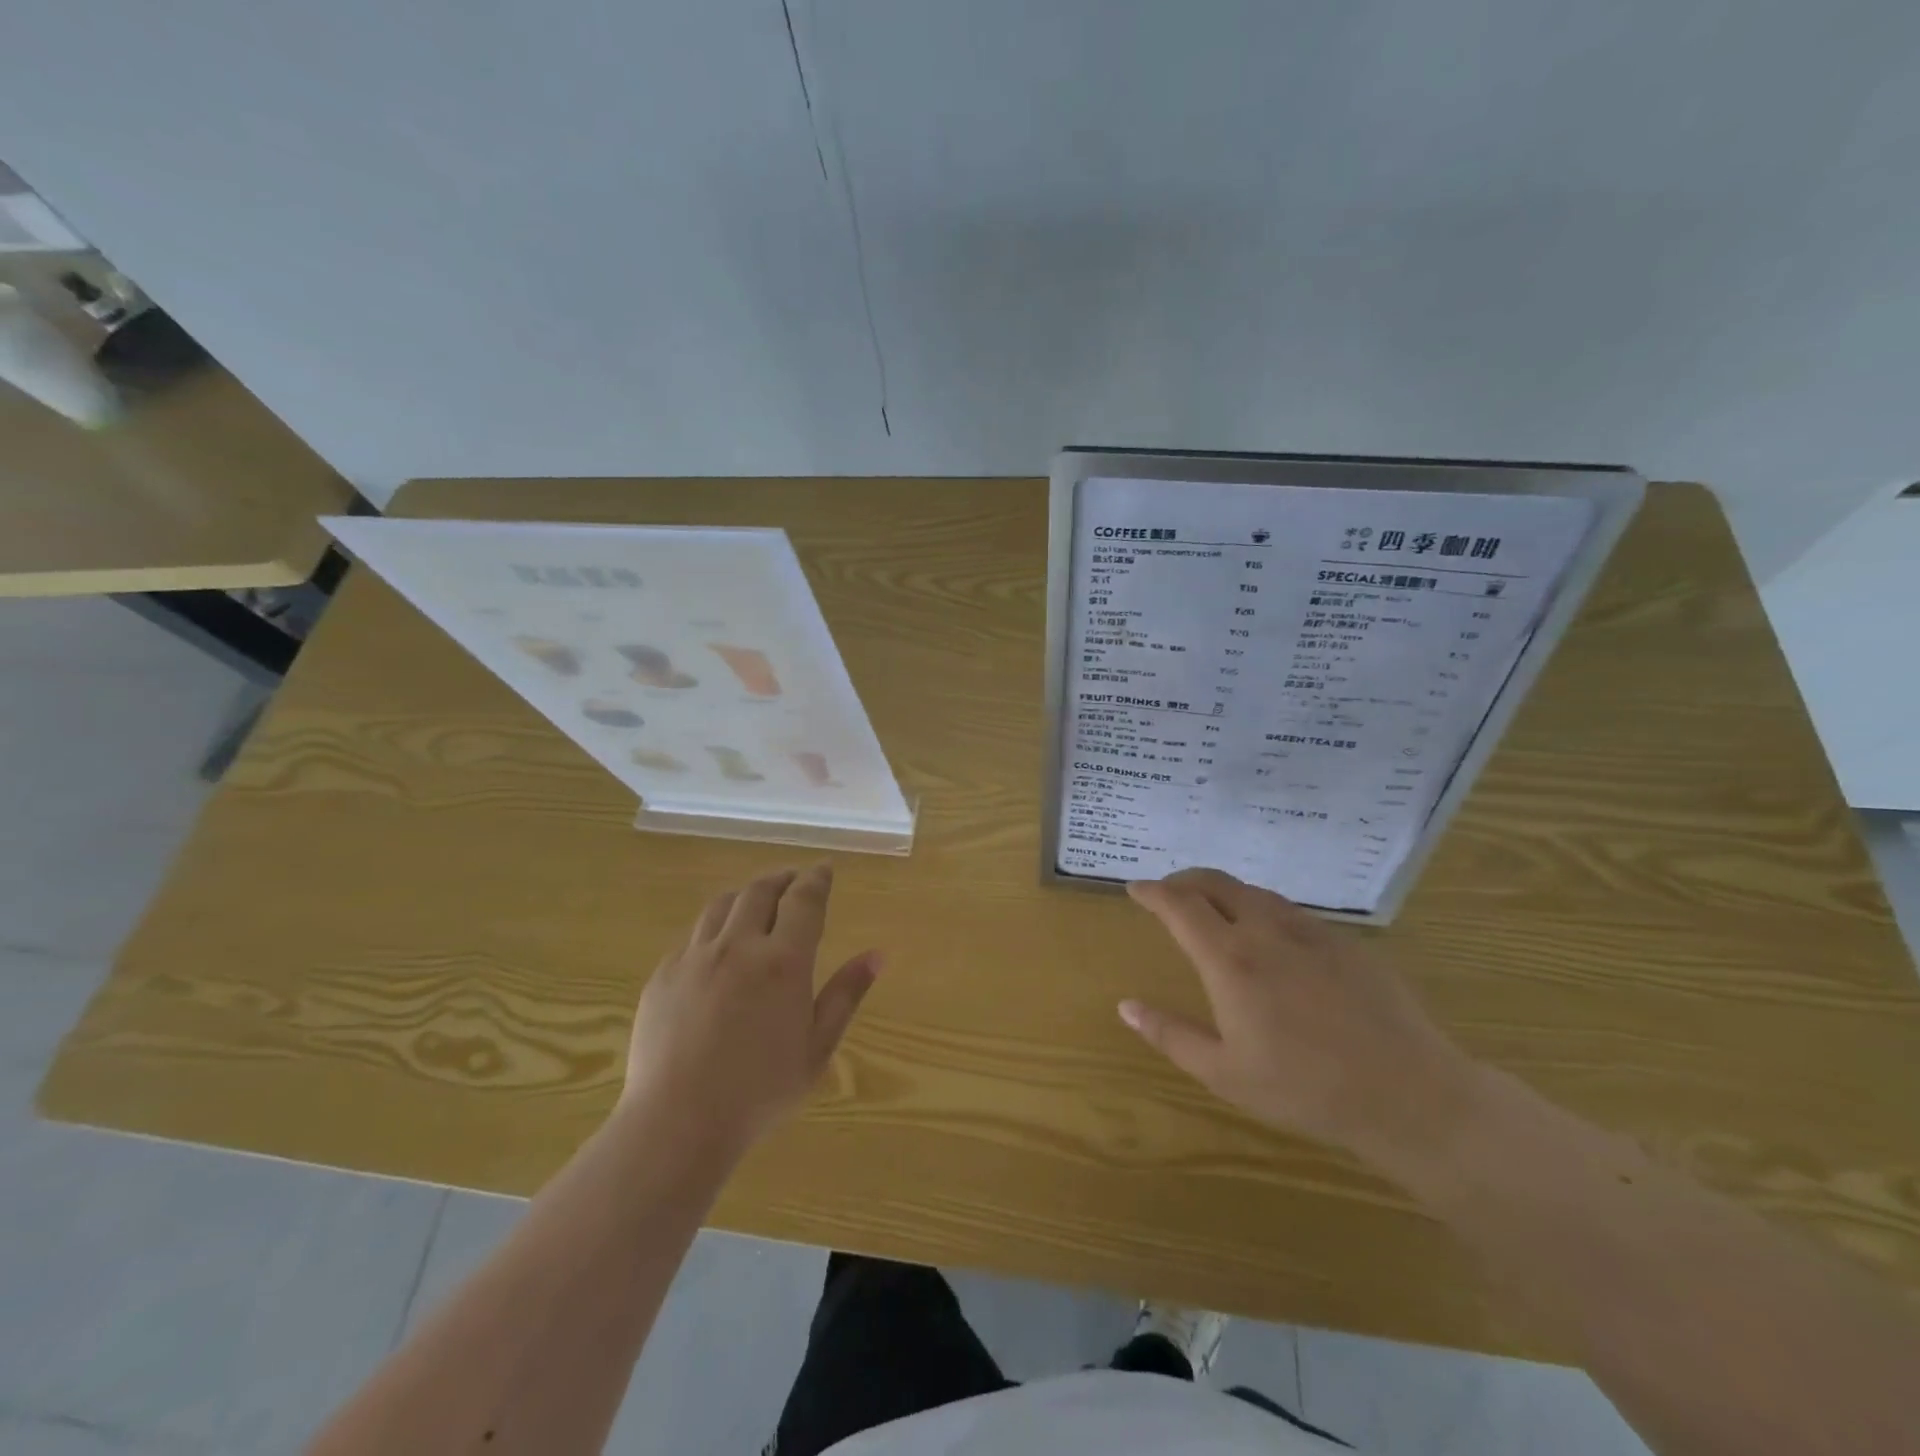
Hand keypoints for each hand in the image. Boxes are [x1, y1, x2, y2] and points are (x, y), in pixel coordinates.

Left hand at [622, 865, 880, 1149]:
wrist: (677, 1123)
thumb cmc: (759, 1091)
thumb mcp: (817, 1048)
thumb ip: (846, 995)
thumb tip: (877, 954)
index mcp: (782, 961)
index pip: (804, 900)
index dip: (816, 879)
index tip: (824, 869)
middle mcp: (738, 946)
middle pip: (760, 891)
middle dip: (781, 878)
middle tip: (793, 880)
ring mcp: (694, 957)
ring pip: (722, 905)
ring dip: (745, 894)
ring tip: (755, 901)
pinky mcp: (664, 974)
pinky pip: (693, 936)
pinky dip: (714, 928)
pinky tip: (718, 948)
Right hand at [1120, 868, 1482, 1173]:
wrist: (1408, 1093)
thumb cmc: (1305, 1089)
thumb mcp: (1225, 1073)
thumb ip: (1170, 1035)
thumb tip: (1126, 1005)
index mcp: (1229, 960)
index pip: (1179, 905)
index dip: (1152, 892)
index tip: (1135, 890)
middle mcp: (1265, 930)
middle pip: (1215, 882)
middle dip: (1184, 879)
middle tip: (1168, 893)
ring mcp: (1309, 931)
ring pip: (1254, 892)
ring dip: (1223, 891)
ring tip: (1212, 909)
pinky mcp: (1344, 940)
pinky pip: (1290, 910)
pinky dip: (1261, 909)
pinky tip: (1269, 936)